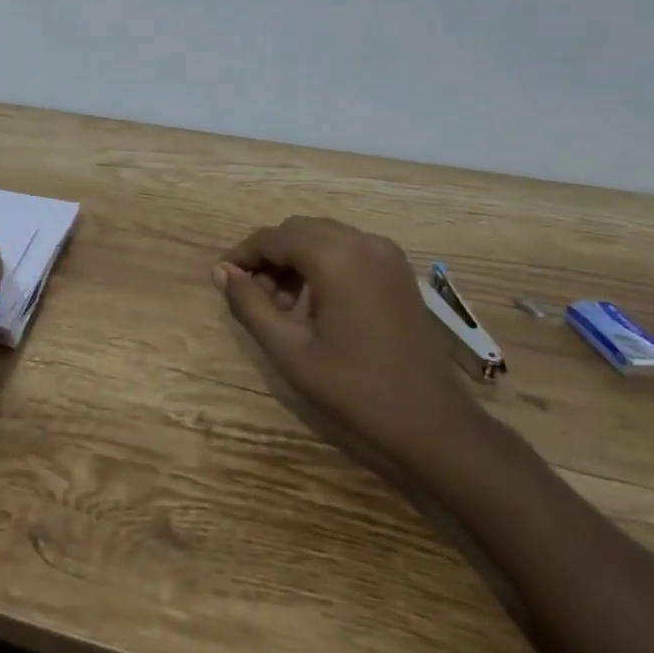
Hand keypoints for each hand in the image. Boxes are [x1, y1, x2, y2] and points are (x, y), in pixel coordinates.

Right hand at [214, 217, 485, 471]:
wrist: (433, 422)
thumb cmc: (355, 388)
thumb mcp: (289, 349)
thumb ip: (249, 304)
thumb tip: (221, 271)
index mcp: (335, 256)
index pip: (273, 238)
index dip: (242, 254)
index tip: (222, 278)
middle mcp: (362, 242)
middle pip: (298, 230)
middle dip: (269, 256)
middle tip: (253, 296)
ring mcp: (386, 254)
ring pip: (322, 237)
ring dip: (295, 259)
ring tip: (282, 305)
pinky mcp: (398, 270)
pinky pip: (347, 250)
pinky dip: (322, 264)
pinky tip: (315, 303)